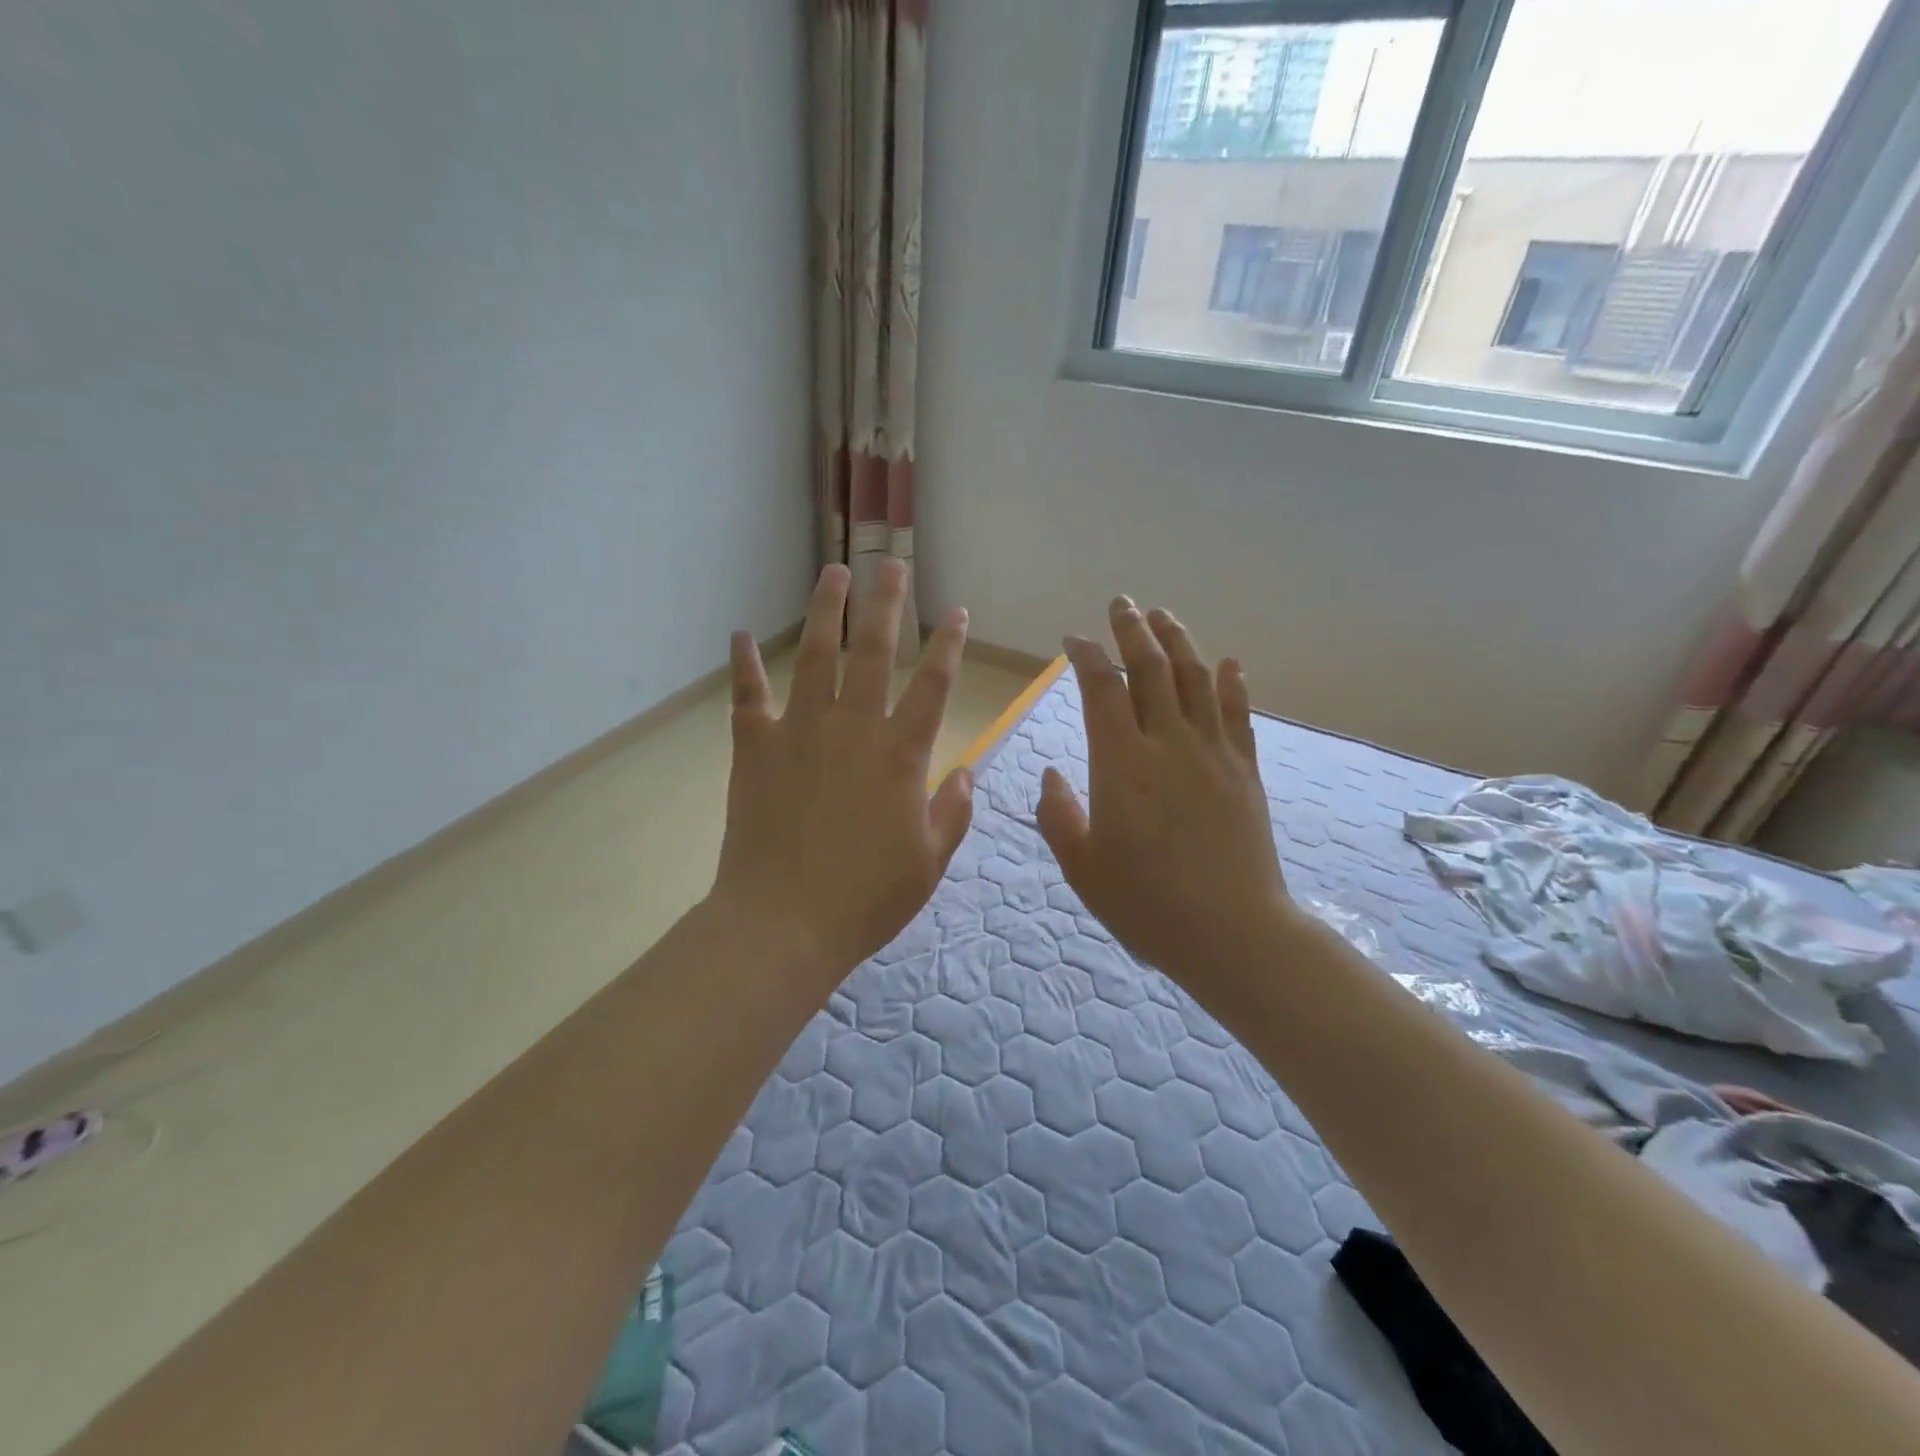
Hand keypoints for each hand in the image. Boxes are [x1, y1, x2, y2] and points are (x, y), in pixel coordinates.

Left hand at [710, 560, 973, 988]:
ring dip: (825, 611)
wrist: (783, 923)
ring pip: (815, 656)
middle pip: (874, 650)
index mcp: (901, 754)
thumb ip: (953, 812)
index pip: (934, 685)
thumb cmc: (866, 898)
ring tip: (834, 572)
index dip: (949, 645)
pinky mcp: (756, 749)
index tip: (957, 613)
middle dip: (887, 602)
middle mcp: (853, 727)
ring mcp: (800, 732)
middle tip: (892, 564)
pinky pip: (748, 698)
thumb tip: (966, 773)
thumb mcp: (929, 862)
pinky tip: (737, 637)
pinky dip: (742, 667)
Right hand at [1037, 598, 1298, 998]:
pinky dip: (1231, 684)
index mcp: (1122, 763)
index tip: (1073, 639)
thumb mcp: (1082, 867)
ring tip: (1164, 616)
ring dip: (1179, 641)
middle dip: (1133, 629)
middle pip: (1152, 668)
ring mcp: (1213, 753)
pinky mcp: (1245, 770)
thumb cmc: (1147, 905)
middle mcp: (1169, 743)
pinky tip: (1229, 664)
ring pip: (1197, 679)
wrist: (1234, 933)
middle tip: (1122, 603)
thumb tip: (1051, 775)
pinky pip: (1238, 714)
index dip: (1086, 656)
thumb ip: (1058, 815)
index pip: (1102, 688)